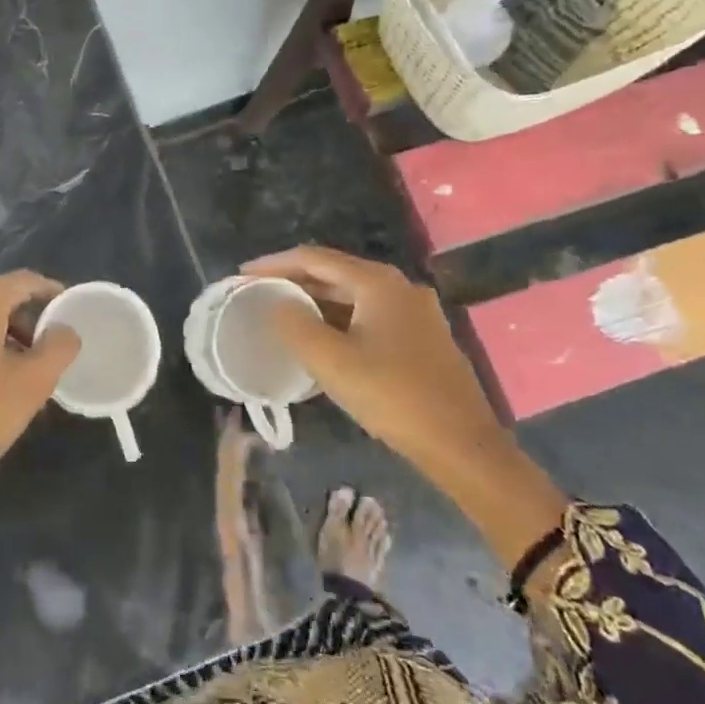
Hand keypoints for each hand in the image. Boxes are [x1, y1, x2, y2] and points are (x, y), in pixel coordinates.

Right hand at [243, 246, 566, 570]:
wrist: (463, 445)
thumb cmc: (393, 397)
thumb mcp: (332, 362)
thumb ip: (296, 326)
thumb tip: (278, 304)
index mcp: (377, 283)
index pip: (314, 259)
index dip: (274, 263)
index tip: (241, 275)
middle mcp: (399, 287)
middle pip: (335, 273)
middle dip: (294, 281)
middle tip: (258, 293)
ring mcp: (416, 312)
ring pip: (354, 297)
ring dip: (316, 302)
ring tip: (282, 314)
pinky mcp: (422, 337)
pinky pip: (369, 316)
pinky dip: (339, 320)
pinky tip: (323, 340)